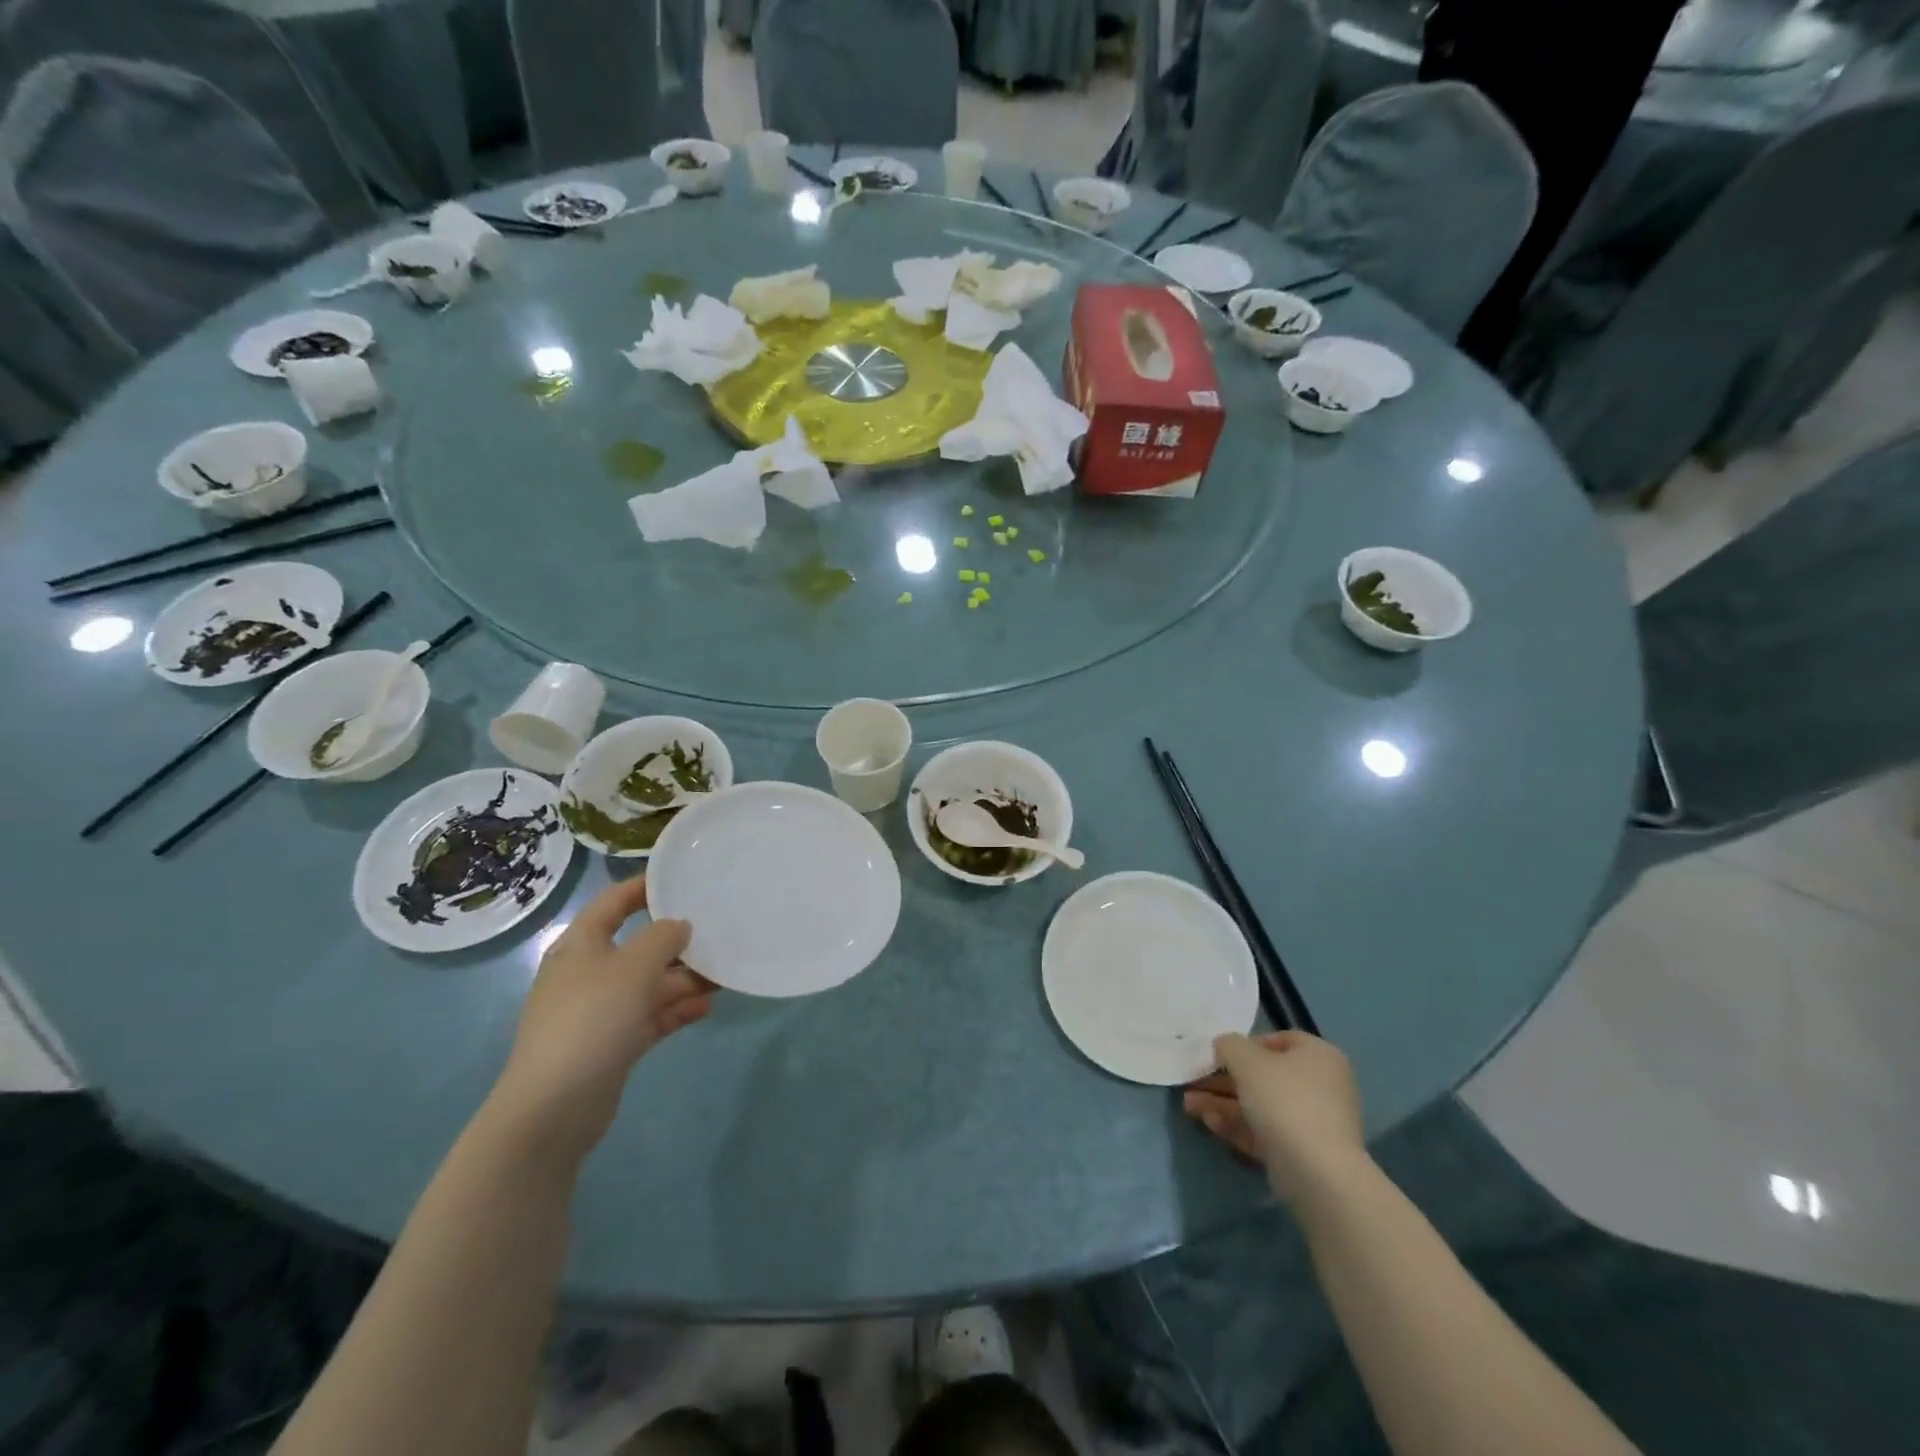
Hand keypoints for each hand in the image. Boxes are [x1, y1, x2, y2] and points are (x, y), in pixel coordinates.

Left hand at [491, 876, 714, 1158]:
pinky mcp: (613, 1043)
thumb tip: (679, 926)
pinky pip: (651, 1016)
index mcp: (581, 945)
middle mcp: (589, 973)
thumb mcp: (633, 968)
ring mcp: (600, 1011)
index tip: (680, 878)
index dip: (643, 888)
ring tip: (723, 974)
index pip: (613, 903)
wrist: (554, 1108)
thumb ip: (662, 938)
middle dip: (677, 942)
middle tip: (717, 933)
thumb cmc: (591, 1019)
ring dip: (684, 979)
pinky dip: (677, 1010)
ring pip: (649, 984)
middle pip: (638, 946)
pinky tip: (708, 1007)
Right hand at [1183, 1031, 1366, 1204]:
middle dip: (1223, 1080)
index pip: (1278, 1040)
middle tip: (1193, 1082)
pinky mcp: (1302, 1153)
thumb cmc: (1284, 1100)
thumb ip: (1229, 1045)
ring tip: (1188, 1105)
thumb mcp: (1246, 1059)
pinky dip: (1237, 1125)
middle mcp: (1320, 1086)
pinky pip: (1265, 1131)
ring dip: (1223, 1103)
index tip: (1219, 1055)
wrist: (1317, 1172)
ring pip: (1260, 1106)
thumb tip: (1225, 1047)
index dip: (1245, 1044)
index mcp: (1318, 1056)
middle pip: (1263, 1077)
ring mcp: (1312, 1122)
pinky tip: (1208, 1122)